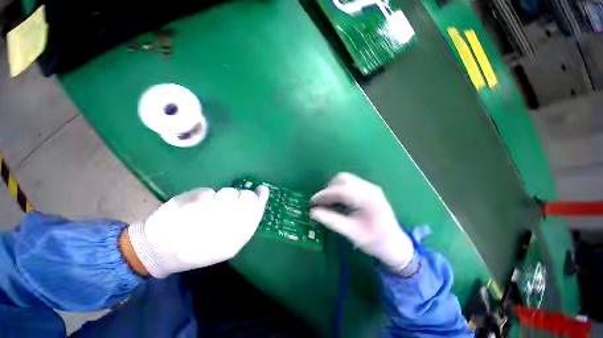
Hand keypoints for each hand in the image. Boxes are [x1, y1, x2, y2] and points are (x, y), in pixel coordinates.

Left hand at [127, 186, 268, 277]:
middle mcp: (225, 226)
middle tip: (232, 200)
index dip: (261, 198)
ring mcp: (209, 213)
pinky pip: (209, 192)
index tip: (262, 189)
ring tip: (208, 208)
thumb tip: (255, 200)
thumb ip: (243, 225)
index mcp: (235, 240)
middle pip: (247, 199)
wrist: (158, 251)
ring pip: (229, 192)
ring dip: (222, 196)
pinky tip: (195, 207)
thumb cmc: (196, 250)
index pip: (256, 212)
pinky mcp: (192, 203)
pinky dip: (204, 196)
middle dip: (242, 196)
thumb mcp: (226, 246)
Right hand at [309, 173, 413, 269]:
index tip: (311, 203)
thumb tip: (312, 212)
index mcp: (367, 199)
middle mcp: (369, 188)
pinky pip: (350, 183)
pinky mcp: (369, 189)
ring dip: (333, 188)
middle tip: (321, 203)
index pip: (340, 190)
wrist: (395, 244)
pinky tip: (339, 201)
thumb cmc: (374, 241)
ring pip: (346, 179)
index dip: (323, 195)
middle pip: (343, 179)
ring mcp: (370, 187)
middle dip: (328, 190)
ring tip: (328, 202)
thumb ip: (330, 220)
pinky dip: (340, 189)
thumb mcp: (351, 233)